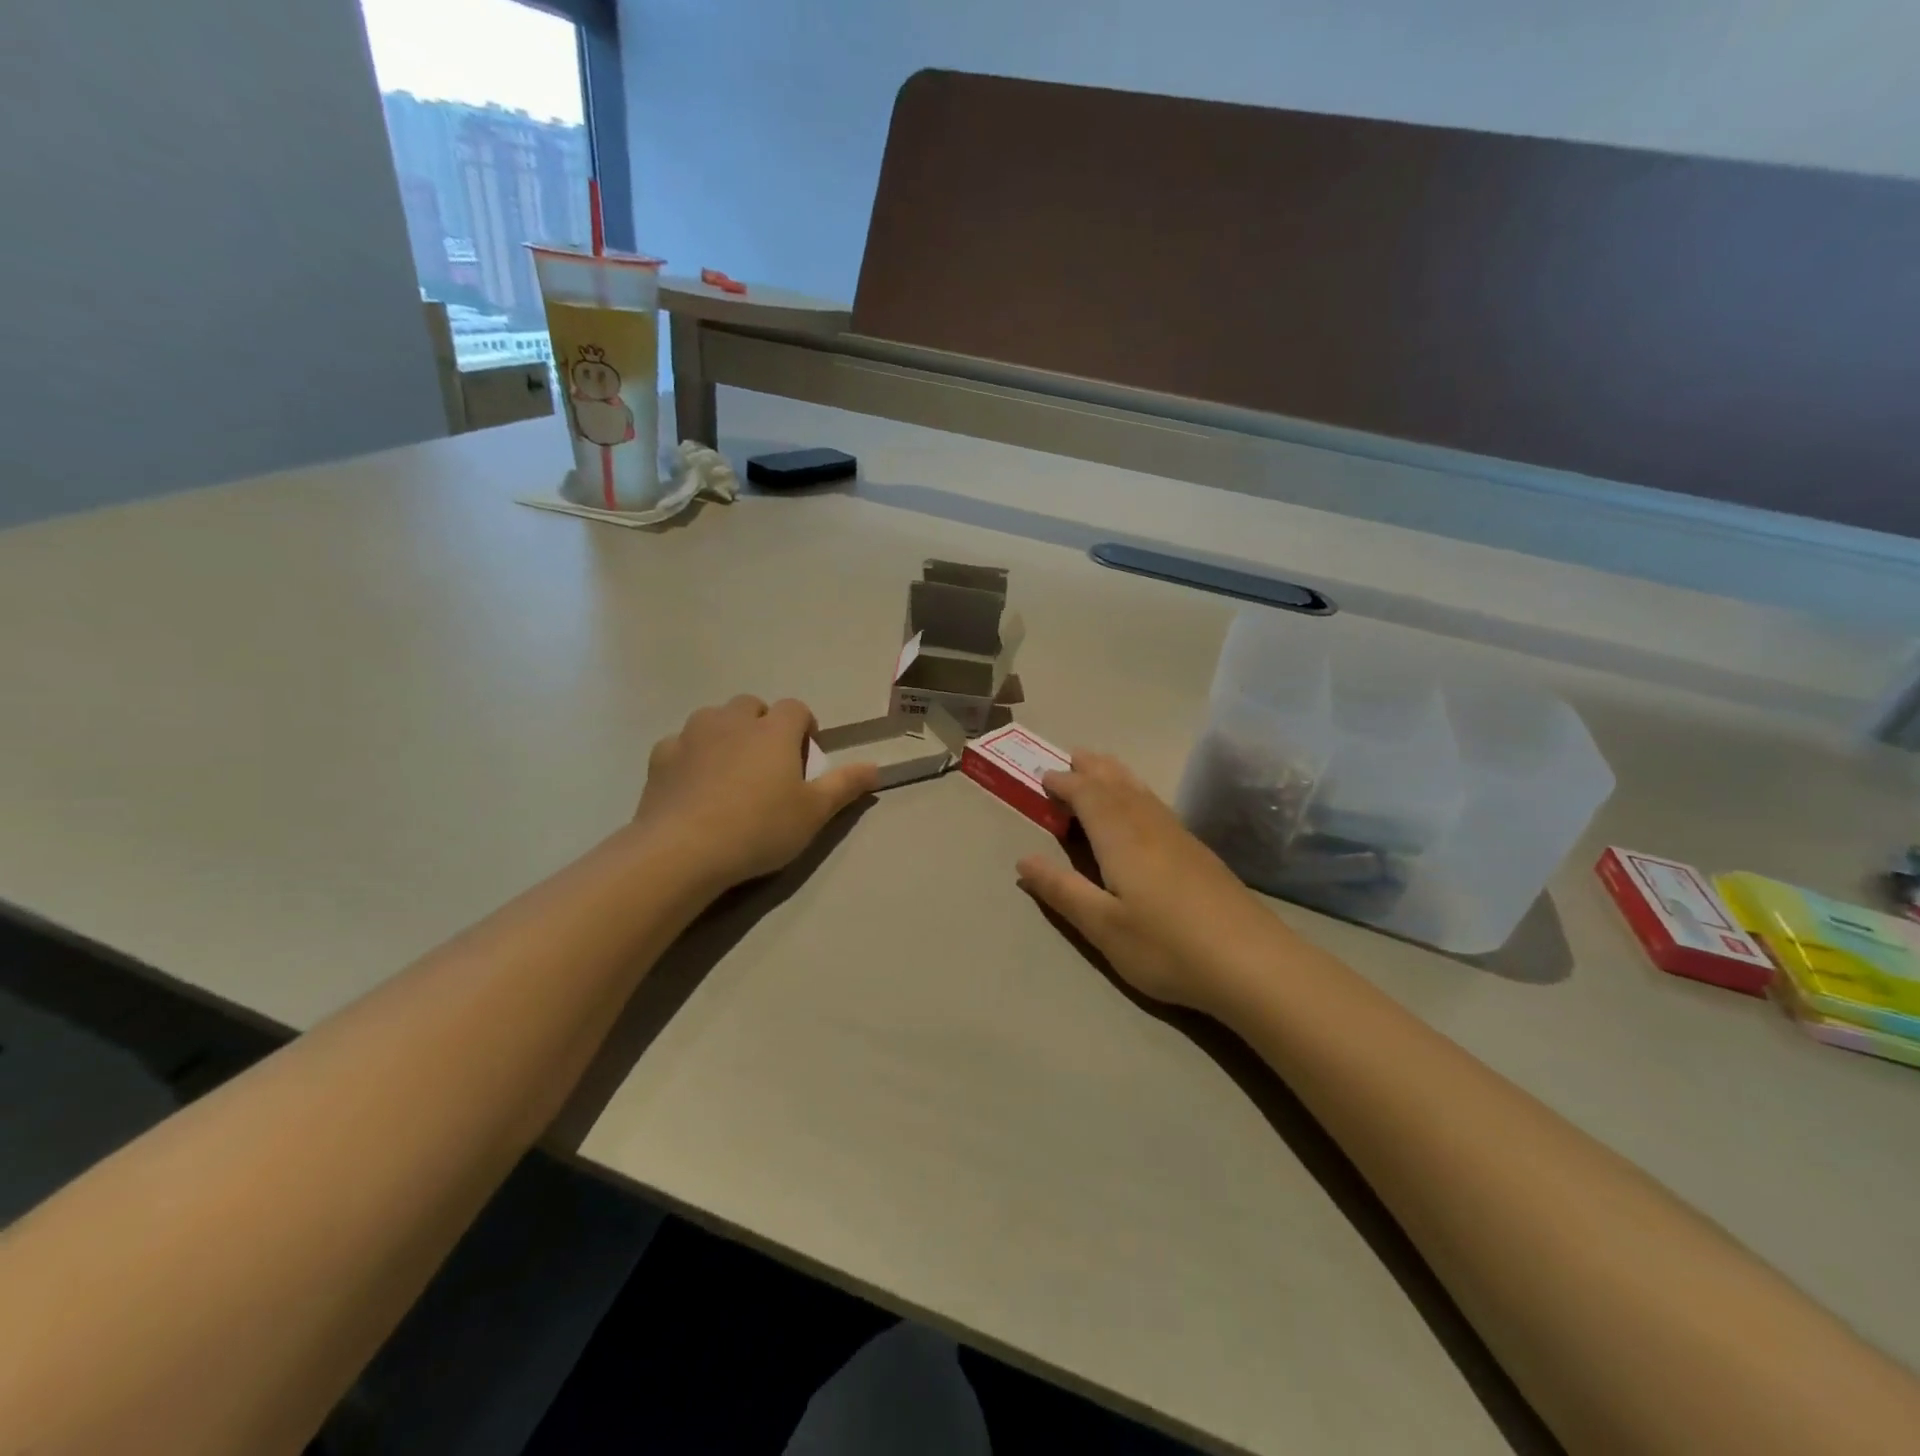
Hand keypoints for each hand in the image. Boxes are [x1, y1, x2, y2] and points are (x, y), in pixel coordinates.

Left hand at [635, 696, 877, 890]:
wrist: (683, 850)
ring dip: (726, 734)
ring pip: (714, 719)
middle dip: (763, 725)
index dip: (804, 727)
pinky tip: (694, 786)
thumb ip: (845, 785)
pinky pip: (681, 744)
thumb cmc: (759, 828)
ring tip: (730, 772)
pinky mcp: (661, 756)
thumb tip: (876, 767)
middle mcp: (732, 721)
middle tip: (768, 764)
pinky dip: (691, 755)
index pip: (796, 708)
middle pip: (752, 706)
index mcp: (774, 730)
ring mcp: (692, 735)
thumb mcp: (813, 813)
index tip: (804, 757)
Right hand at [1015, 751, 1288, 1012]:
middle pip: (1117, 785)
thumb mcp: (1103, 926)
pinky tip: (1143, 808)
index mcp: (1121, 838)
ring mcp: (1179, 837)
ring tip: (1101, 767)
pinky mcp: (1199, 852)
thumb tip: (1023, 859)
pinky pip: (1157, 805)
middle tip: (1072, 756)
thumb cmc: (1167, 946)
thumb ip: (1062, 890)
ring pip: (1141, 792)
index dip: (1065, 784)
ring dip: (1116, 775)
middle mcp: (1149, 826)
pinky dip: (1138, 793)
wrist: (1252, 962)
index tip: (1043, 778)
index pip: (1088, 796)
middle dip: (1092, 769)